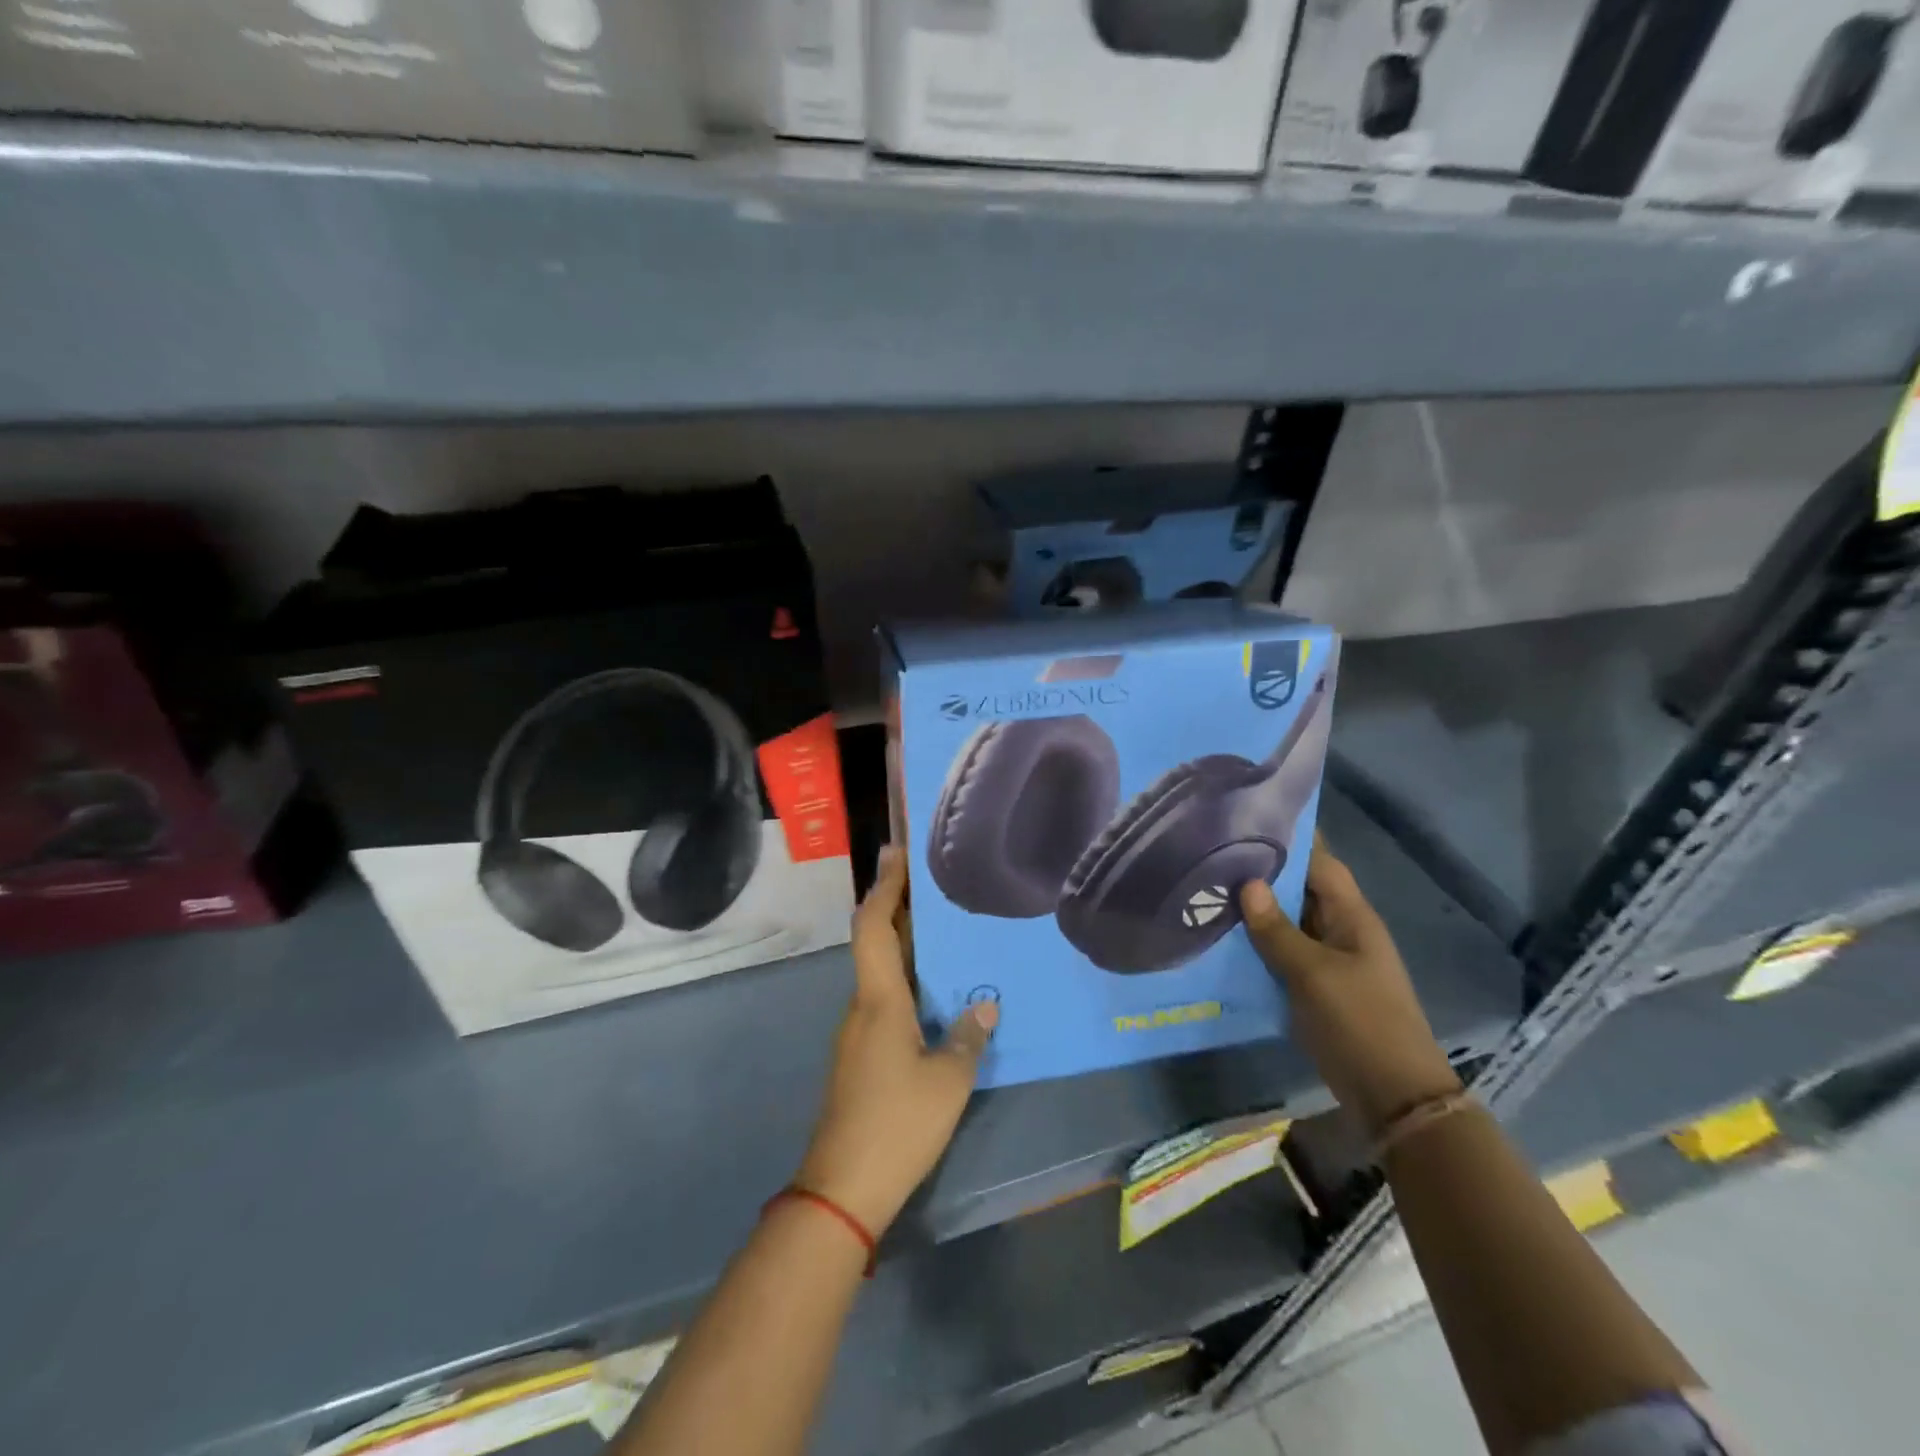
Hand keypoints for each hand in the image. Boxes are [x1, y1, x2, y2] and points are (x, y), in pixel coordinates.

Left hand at [795, 846, 997, 1234]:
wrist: (842, 1188)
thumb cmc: (897, 1124)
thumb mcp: (947, 1082)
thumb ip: (967, 1040)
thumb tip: (985, 1008)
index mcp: (879, 1000)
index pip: (873, 926)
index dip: (884, 887)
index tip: (895, 853)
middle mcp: (863, 1006)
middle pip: (876, 942)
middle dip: (900, 908)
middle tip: (935, 883)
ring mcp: (859, 1033)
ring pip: (881, 973)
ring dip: (906, 945)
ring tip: (947, 931)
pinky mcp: (863, 1056)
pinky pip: (886, 1000)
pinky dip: (908, 980)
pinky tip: (939, 993)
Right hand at [1240, 838, 1460, 1136]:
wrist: (1393, 1096)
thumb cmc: (1360, 1022)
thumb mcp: (1314, 974)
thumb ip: (1278, 930)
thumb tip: (1247, 883)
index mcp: (1352, 917)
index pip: (1321, 863)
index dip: (1292, 839)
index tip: (1249, 818)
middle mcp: (1340, 930)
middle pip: (1299, 890)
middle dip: (1262, 873)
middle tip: (1212, 853)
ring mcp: (1328, 960)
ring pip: (1287, 922)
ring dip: (1255, 910)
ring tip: (1207, 888)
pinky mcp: (1314, 986)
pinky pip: (1282, 953)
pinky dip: (1257, 943)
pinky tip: (1221, 938)